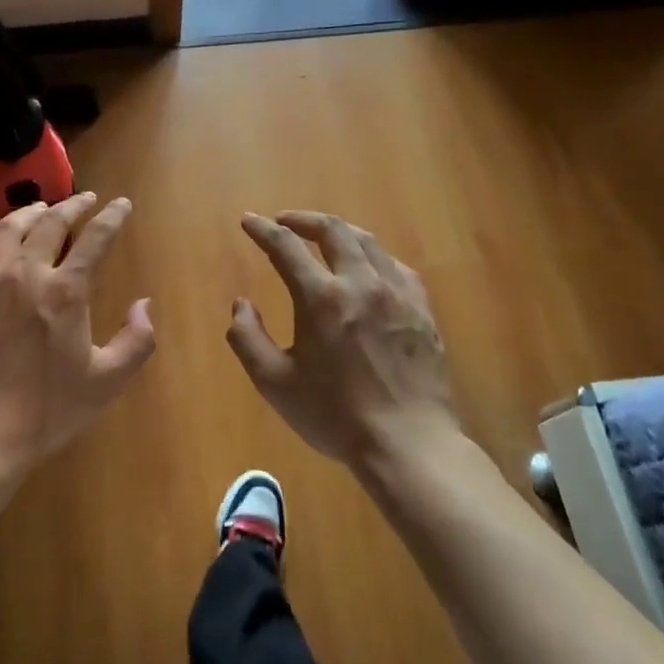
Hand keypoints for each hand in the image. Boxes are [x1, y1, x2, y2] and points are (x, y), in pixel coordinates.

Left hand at [0, 193, 155, 474]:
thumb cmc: (45, 411)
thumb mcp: (106, 382)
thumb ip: (136, 341)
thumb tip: (145, 304)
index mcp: (65, 291)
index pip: (95, 238)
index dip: (111, 217)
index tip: (121, 203)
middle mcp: (24, 272)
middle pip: (50, 223)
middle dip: (72, 206)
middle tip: (84, 199)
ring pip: (6, 228)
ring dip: (29, 213)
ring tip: (40, 209)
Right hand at [228, 211, 457, 469]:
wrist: (408, 444)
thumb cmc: (335, 416)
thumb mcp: (275, 383)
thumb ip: (247, 338)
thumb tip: (241, 304)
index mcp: (322, 298)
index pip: (286, 247)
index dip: (263, 230)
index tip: (248, 221)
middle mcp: (361, 283)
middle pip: (333, 230)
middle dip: (303, 219)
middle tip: (284, 222)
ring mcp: (397, 293)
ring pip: (367, 242)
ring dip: (339, 232)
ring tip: (323, 237)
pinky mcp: (422, 309)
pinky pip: (396, 266)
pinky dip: (372, 256)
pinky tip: (367, 268)